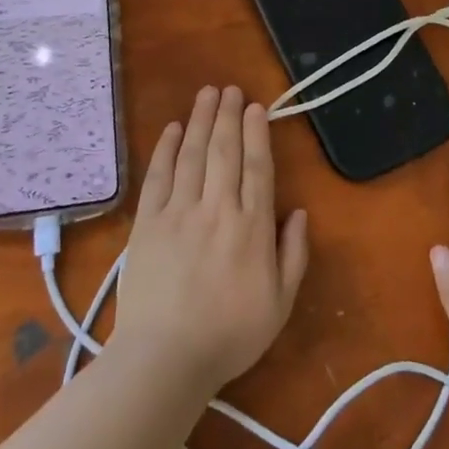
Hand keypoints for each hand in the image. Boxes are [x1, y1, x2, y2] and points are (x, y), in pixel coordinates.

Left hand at [113, 85, 309, 395]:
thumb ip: (294, 255)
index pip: (257, 167)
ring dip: (200, 120)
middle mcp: (217, 209)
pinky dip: (165, 149)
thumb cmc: (229, 336)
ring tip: (206, 94)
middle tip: (230, 89)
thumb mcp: (280, 304)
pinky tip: (172, 129)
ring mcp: (179, 212)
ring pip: (192, 155)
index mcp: (252, 227)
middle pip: (224, 151)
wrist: (165, 359)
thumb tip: (300, 212)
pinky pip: (158, 176)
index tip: (255, 107)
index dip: (257, 133)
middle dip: (228, 116)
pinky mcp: (148, 222)